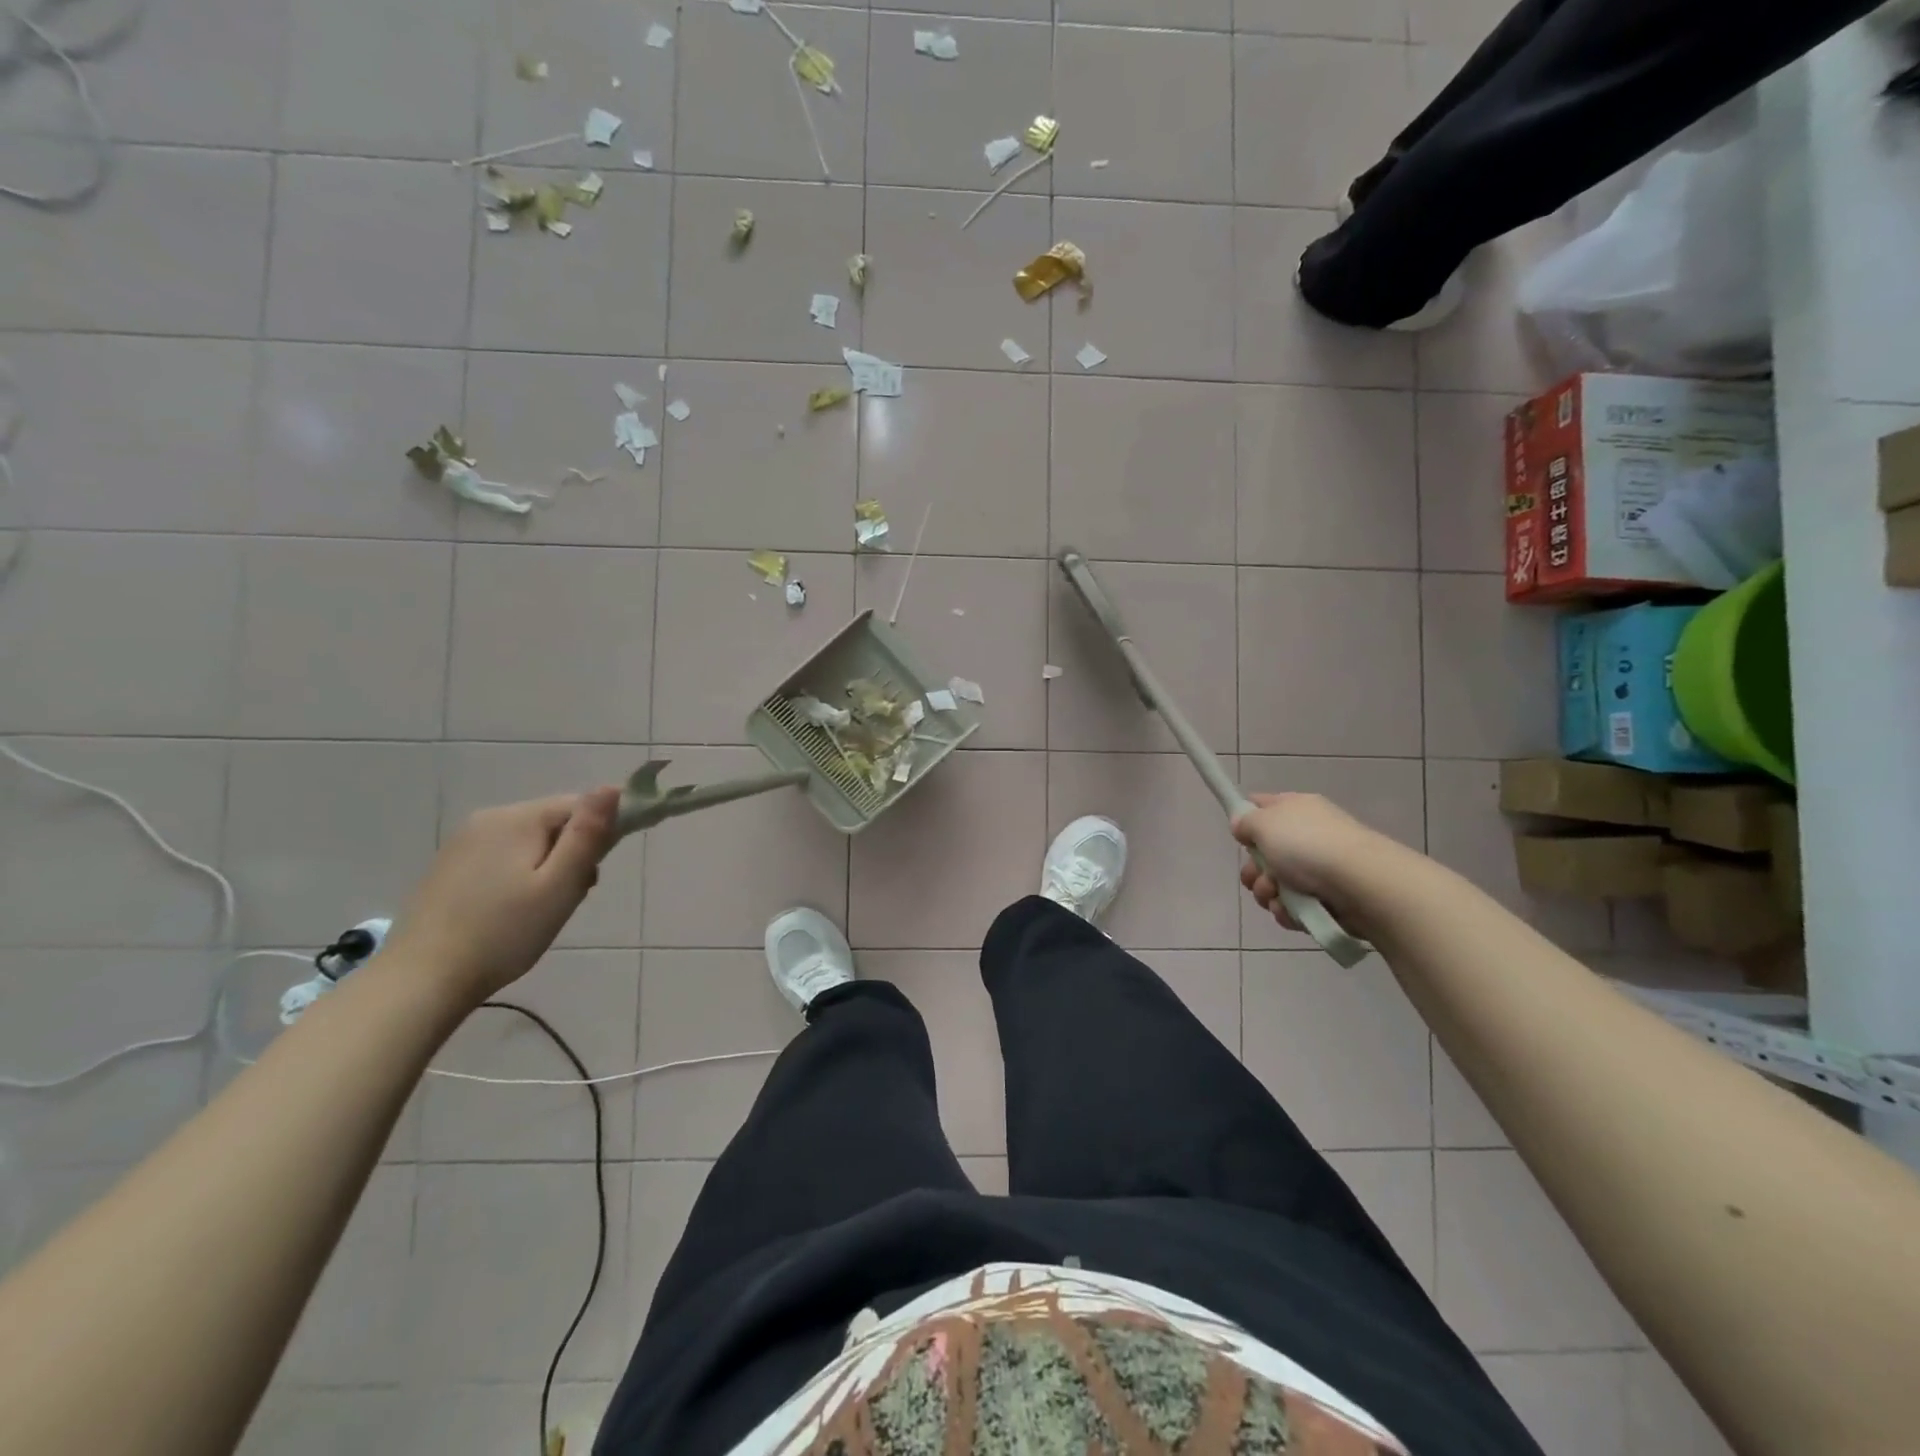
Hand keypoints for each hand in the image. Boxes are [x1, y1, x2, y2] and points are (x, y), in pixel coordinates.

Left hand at [383, 786, 621, 1003]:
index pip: (579, 805)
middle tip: (564, 900)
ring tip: (538, 912)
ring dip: (546, 869)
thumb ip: (588, 835)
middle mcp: (488, 818)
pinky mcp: (449, 867)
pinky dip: (517, 878)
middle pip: (553, 824)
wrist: (421, 981)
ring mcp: (463, 843)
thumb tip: (612, 787)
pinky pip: (502, 858)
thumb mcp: (560, 885)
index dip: (597, 835)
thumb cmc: (503, 933)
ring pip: (529, 843)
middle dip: (570, 856)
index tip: (592, 875)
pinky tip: (509, 913)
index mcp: (518, 818)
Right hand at [1231, 792, 1382, 931]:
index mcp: (1295, 808)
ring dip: (1267, 893)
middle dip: (1253, 870)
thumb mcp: (1264, 823)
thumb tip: (1243, 824)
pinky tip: (1292, 912)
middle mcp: (1307, 835)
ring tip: (1276, 897)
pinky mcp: (1327, 899)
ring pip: (1275, 883)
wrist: (1362, 885)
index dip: (1246, 819)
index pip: (1262, 805)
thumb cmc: (1308, 846)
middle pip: (1264, 853)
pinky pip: (1294, 906)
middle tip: (1255, 877)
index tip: (1238, 836)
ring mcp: (1318, 868)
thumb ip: (1245, 821)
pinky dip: (1288, 911)